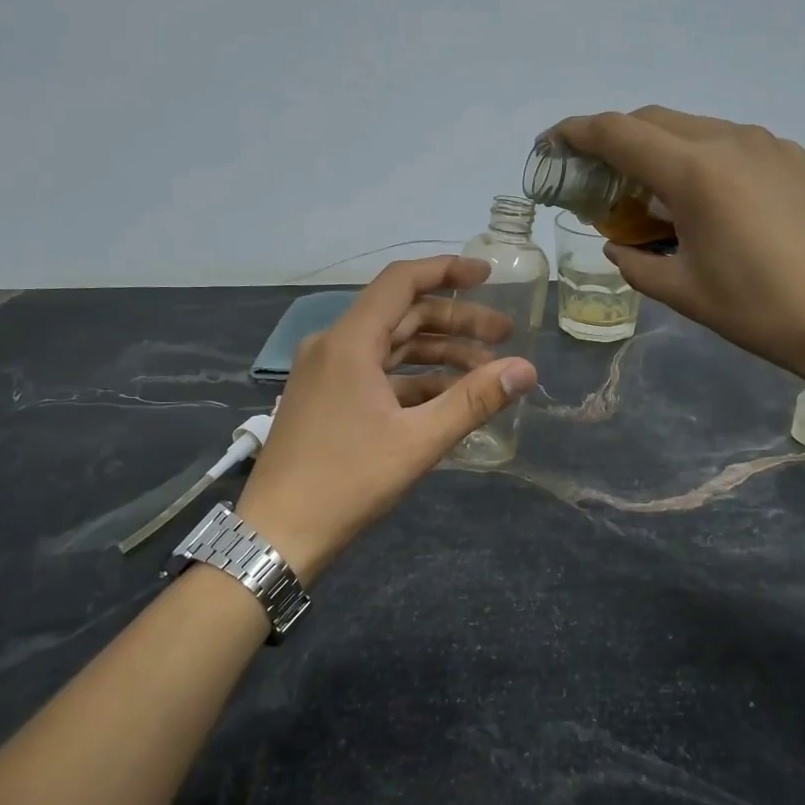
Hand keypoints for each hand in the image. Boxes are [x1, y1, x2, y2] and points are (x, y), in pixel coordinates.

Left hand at [235, 257, 536, 581]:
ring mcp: (326, 374)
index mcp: (350, 342)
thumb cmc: (347, 481)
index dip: (447, 271)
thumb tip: (526, 369)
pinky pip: (377, 374)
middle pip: (402, 315)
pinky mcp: (326, 399)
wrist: (277, 534)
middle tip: (504, 337)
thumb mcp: (418, 441)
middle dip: (456, 322)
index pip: (401, 282)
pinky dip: (414, 380)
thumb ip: (474, 400)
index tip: (488, 276)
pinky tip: (448, 399)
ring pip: (391, 347)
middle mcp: (333, 346)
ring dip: (438, 355)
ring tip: (486, 372)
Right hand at [550, 106, 804, 392]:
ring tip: (642, 192)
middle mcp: (728, 141)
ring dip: (655, 149)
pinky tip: (693, 198)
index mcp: (696, 173)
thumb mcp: (684, 292)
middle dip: (614, 140)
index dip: (577, 133)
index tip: (552, 144)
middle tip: (593, 177)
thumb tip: (617, 244)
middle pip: (653, 120)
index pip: (619, 133)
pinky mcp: (789, 157)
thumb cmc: (762, 311)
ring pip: (690, 128)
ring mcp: (764, 144)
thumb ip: (636, 262)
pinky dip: (693, 158)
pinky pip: (724, 143)